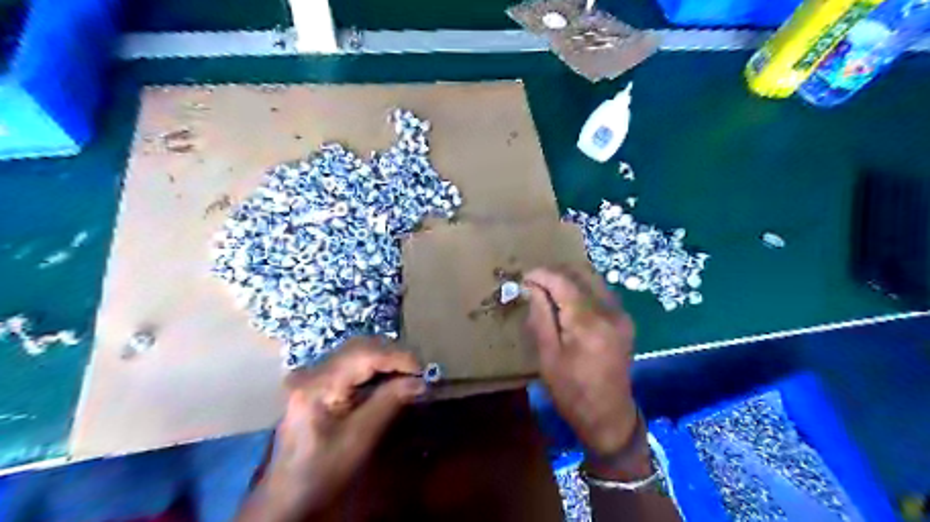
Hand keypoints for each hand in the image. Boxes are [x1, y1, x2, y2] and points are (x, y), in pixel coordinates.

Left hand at [240, 337, 425, 520]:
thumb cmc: (322, 472)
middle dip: (393, 355)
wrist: (287, 496)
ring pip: (356, 352)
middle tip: (419, 371)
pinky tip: (389, 378)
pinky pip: (351, 364)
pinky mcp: (317, 383)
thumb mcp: (359, 439)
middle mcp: (312, 371)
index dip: (396, 356)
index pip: (363, 354)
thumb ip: (389, 403)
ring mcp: (312, 375)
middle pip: (359, 348)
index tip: (423, 369)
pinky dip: (374, 368)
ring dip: (385, 359)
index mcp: (317, 384)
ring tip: (409, 373)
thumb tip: (421, 382)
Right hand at [523, 268, 640, 460]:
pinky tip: (568, 299)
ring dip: (570, 278)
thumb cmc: (571, 391)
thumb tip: (534, 288)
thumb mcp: (548, 356)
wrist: (608, 416)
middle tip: (534, 282)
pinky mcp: (624, 321)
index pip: (563, 282)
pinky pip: (601, 292)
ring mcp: (621, 315)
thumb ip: (541, 317)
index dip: (542, 274)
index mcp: (588, 322)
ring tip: (548, 288)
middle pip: (582, 273)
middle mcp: (609, 311)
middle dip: (555, 272)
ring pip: (593, 279)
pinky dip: (583, 288)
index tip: (524, 277)